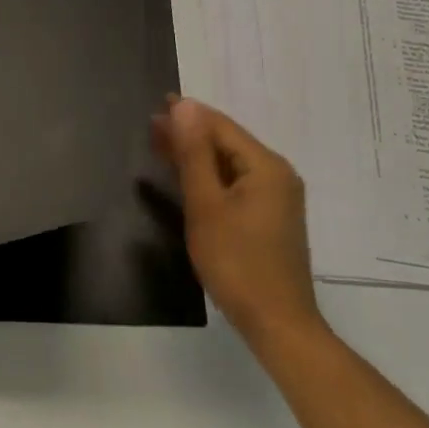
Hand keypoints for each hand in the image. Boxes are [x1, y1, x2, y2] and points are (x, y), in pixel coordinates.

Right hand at [155, 97, 330, 364]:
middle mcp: (277, 175)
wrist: (276, 322)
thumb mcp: (206, 205)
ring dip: (197, 155)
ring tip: (161, 145)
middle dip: (190, 133)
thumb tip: (184, 106)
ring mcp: (276, 198)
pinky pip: (236, 185)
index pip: (221, 127)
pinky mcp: (270, 218)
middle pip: (227, 143)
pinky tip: (188, 177)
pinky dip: (209, 177)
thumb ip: (194, 154)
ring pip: (230, 165)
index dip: (188, 115)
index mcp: (266, 166)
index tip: (156, 105)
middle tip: (151, 126)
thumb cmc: (237, 262)